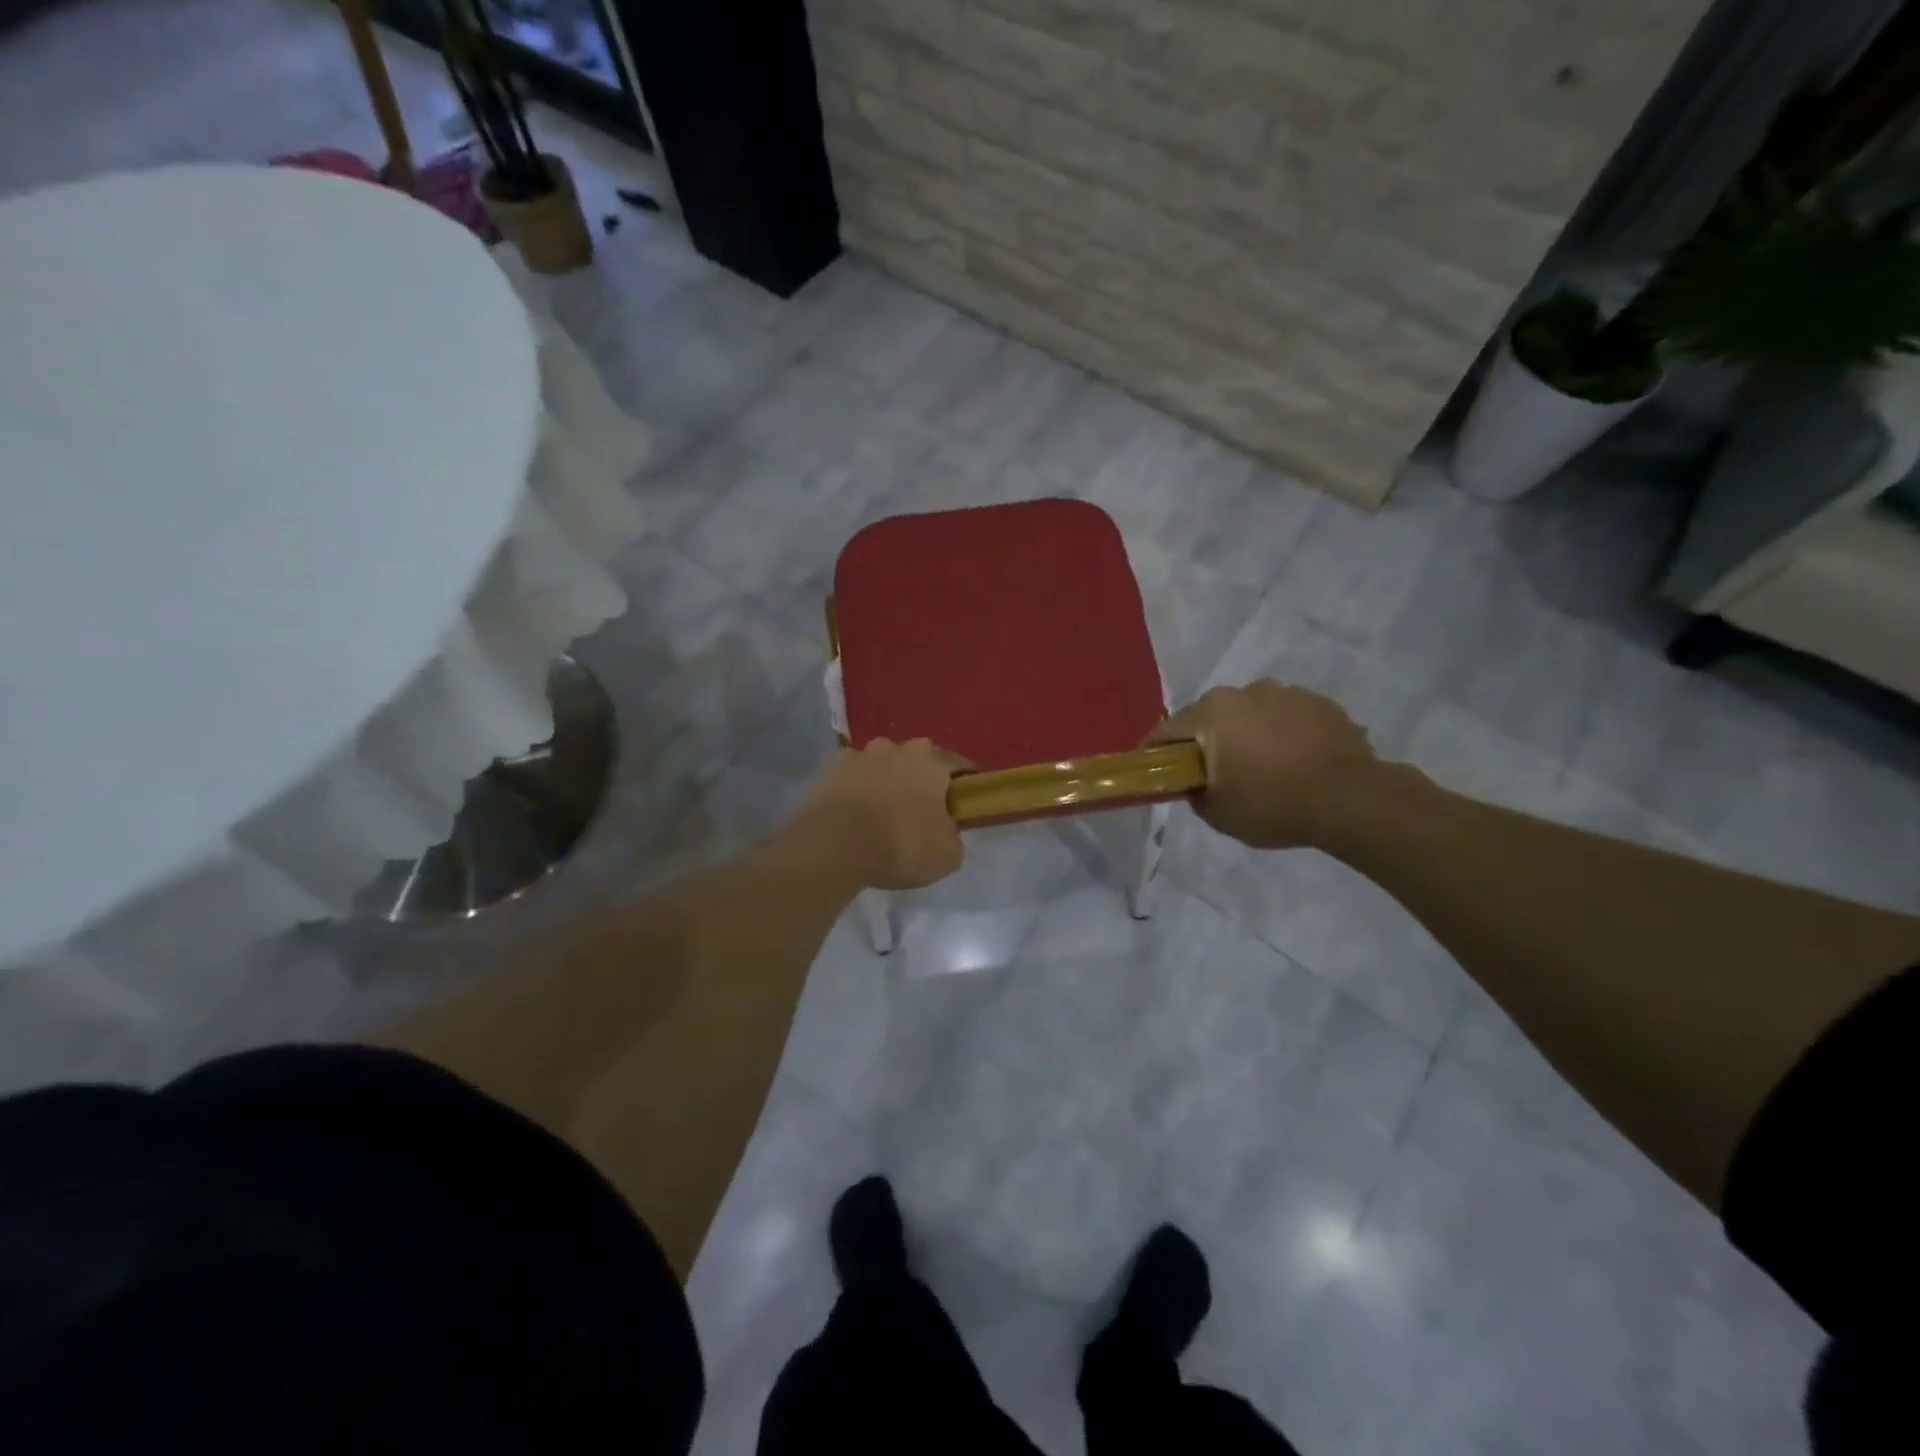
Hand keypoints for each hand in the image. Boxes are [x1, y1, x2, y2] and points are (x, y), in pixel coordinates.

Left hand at [798, 738, 967, 889]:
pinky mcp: (828, 771)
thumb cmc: (901, 844)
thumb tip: (947, 833)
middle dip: (919, 784)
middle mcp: (895, 747)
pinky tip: (853, 819)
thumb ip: (954, 837)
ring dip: (884, 785)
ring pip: (881, 768)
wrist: (834, 846)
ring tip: (880, 819)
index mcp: (931, 759)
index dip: (964, 789)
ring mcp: (858, 755)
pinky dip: (855, 793)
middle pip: (916, 763)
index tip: (962, 810)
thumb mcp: (947, 855)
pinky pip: (851, 780)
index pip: (959, 767)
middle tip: (919, 817)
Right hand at [1150, 680, 1377, 848]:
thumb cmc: (1272, 804)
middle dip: (1205, 741)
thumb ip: (1194, 792)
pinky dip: (1282, 734)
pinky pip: (1286, 717)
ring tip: (1263, 767)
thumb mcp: (1217, 813)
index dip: (1154, 753)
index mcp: (1211, 713)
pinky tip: (1295, 762)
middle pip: (1209, 717)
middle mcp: (1243, 692)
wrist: (1351, 799)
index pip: (1166, 731)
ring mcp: (1285, 692)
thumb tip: (1196, 782)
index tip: (1154, 771)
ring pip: (1250, 713)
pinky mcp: (1320, 702)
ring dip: (1247, 734)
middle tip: (1214, 773)